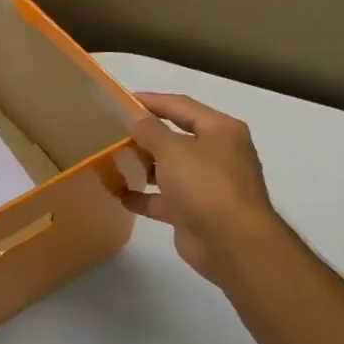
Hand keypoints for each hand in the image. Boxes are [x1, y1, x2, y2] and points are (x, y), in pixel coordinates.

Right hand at [123, 93, 282, 287]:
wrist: (231, 243)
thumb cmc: (206, 185)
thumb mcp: (174, 150)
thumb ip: (150, 131)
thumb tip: (135, 117)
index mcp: (220, 131)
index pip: (182, 106)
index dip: (152, 101)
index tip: (122, 100)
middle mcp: (217, 155)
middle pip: (176, 138)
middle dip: (146, 135)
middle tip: (113, 131)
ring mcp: (206, 185)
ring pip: (169, 169)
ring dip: (143, 166)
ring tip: (113, 160)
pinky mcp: (193, 212)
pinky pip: (163, 199)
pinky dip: (144, 197)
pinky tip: (119, 194)